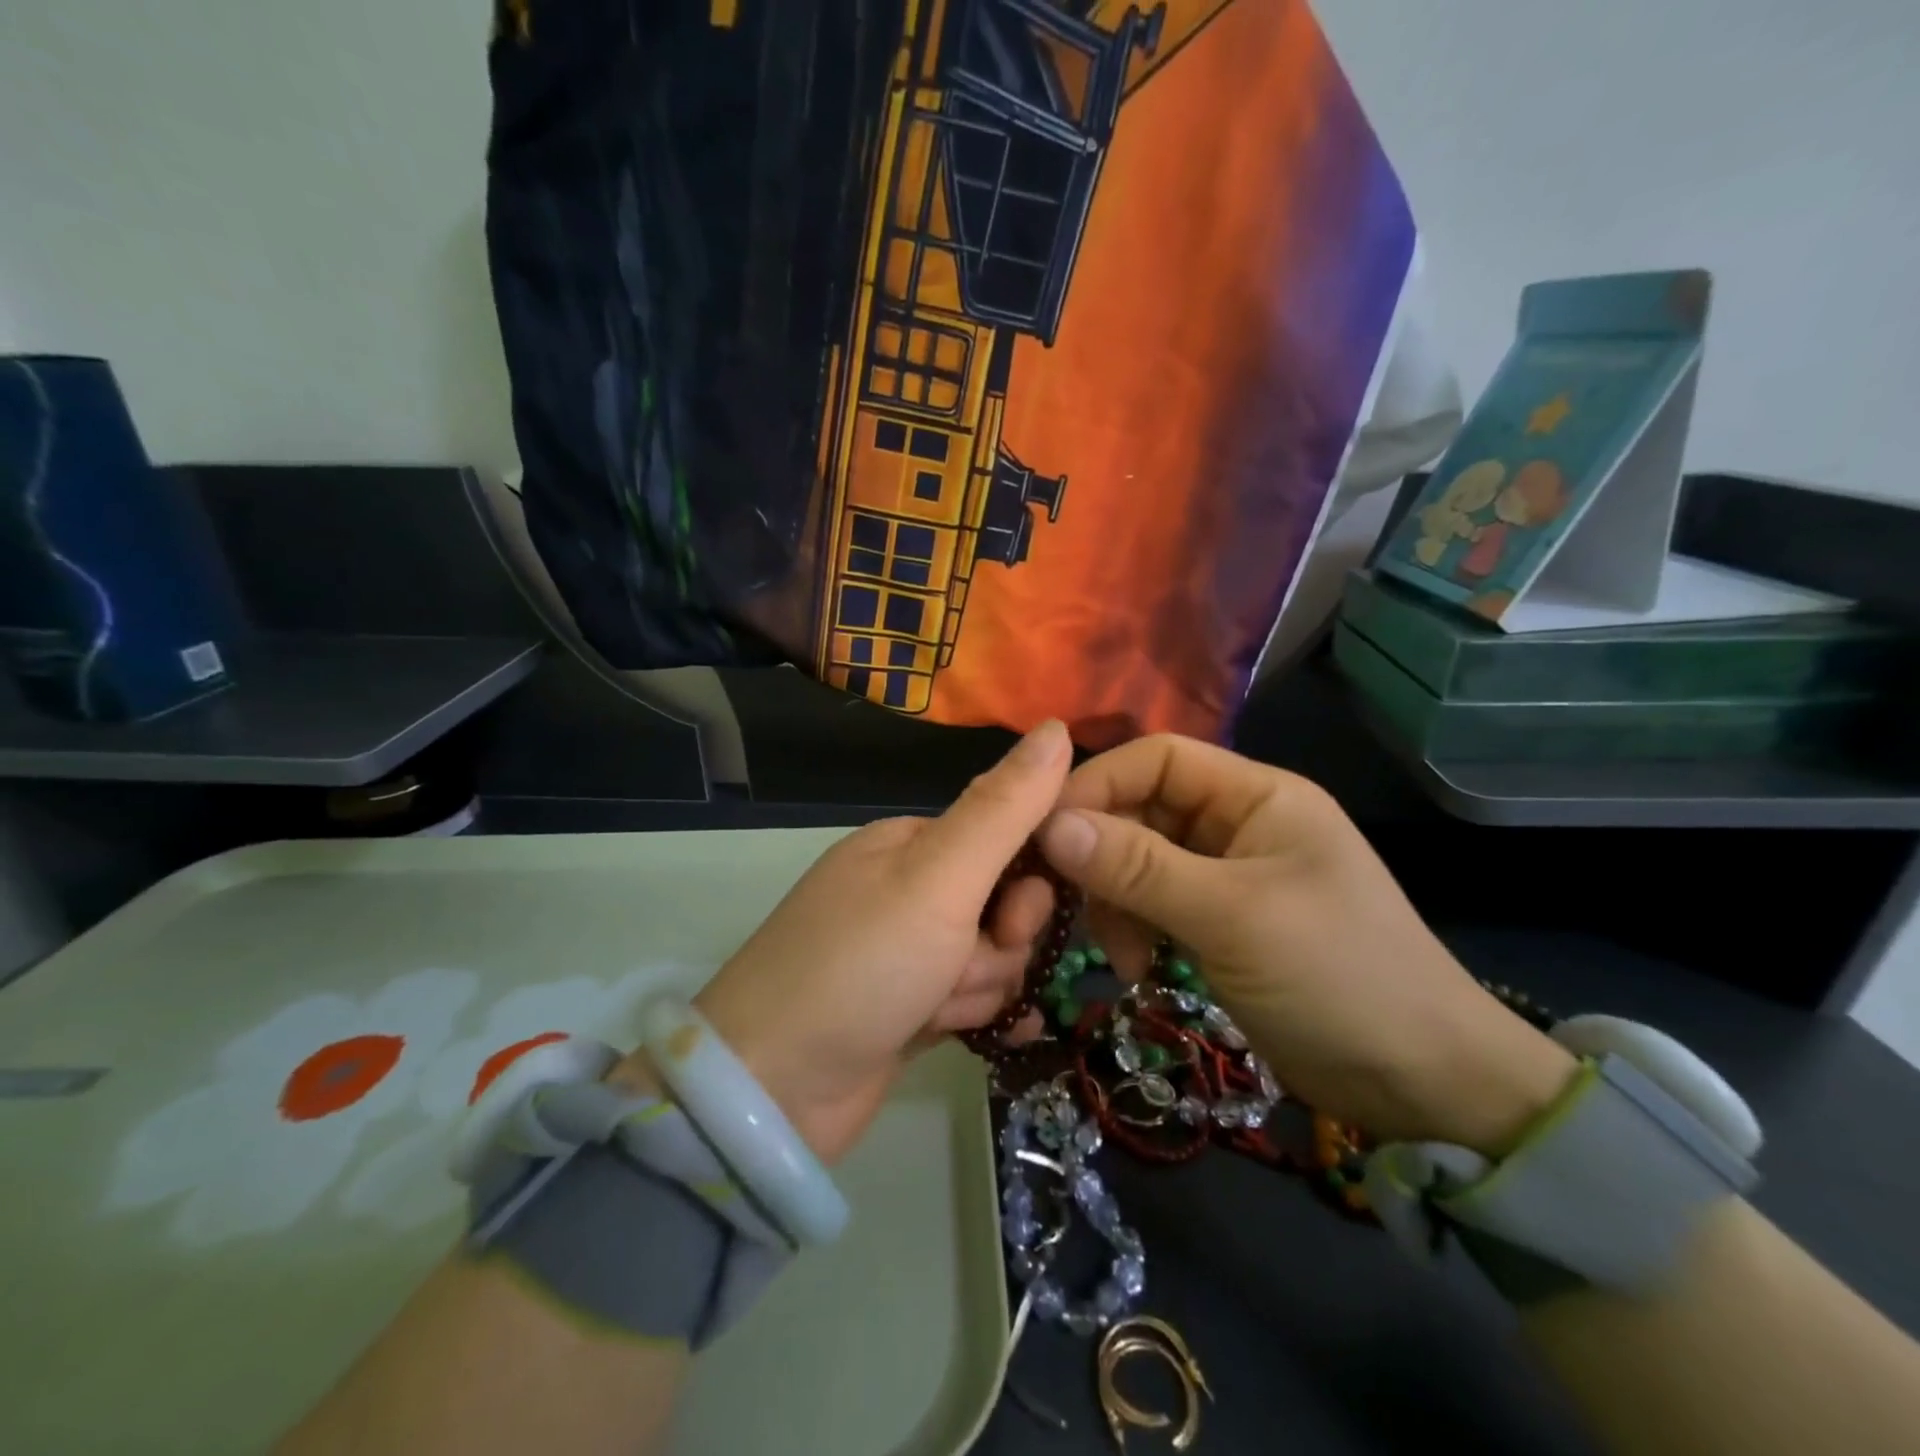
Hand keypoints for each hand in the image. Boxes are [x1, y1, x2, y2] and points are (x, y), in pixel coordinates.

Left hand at [613, 721, 1071, 1162]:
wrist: (772, 1089)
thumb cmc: (861, 965)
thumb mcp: (938, 877)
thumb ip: (1004, 807)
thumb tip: (1058, 727)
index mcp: (911, 843)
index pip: (1007, 837)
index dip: (1027, 881)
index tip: (1014, 920)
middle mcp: (910, 889)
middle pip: (1002, 906)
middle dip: (996, 947)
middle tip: (959, 971)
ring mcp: (907, 952)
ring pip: (992, 959)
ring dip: (979, 989)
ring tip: (933, 1011)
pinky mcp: (908, 1007)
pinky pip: (974, 999)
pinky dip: (984, 1016)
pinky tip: (993, 1035)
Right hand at [1037, 735, 1576, 1153]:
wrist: (1422, 1084)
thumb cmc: (1337, 977)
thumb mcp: (1231, 916)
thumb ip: (1139, 867)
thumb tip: (1050, 826)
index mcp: (1256, 794)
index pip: (1157, 758)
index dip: (1098, 784)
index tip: (1046, 834)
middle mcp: (1237, 822)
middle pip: (1142, 809)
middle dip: (1103, 856)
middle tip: (1072, 905)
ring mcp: (1226, 873)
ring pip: (1139, 860)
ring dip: (1116, 901)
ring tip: (1122, 956)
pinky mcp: (1217, 920)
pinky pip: (1154, 903)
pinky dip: (1135, 928)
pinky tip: (1139, 968)